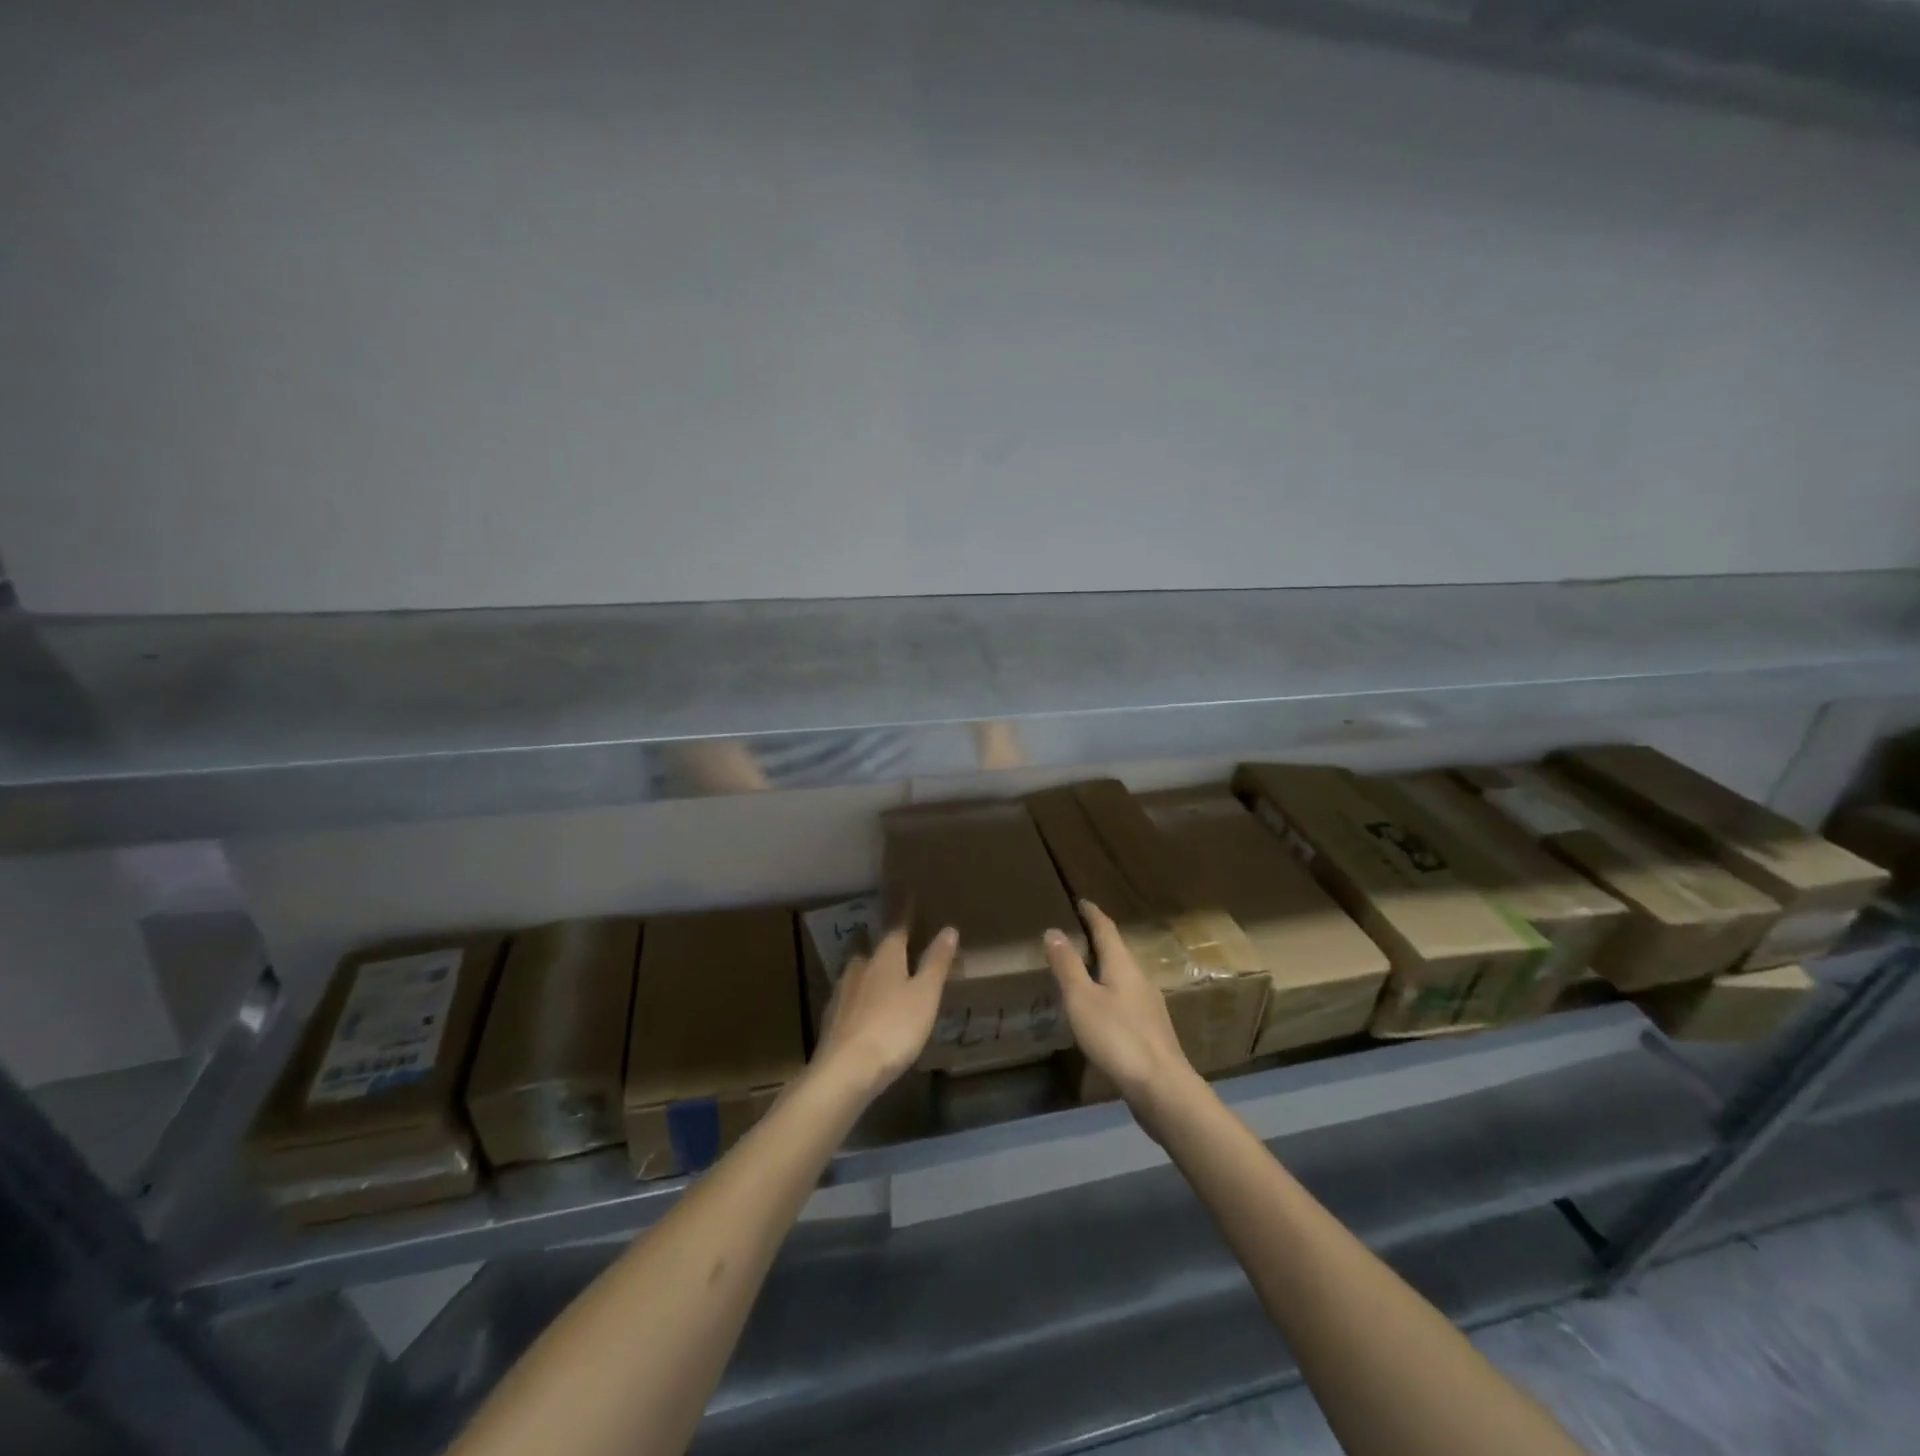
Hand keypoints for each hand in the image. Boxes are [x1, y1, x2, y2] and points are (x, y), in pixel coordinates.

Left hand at [815, 925, 956, 1096]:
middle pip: (870, 950)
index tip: (909, 901)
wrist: (846, 1070)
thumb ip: (936, 962)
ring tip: (878, 977)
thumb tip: (949, 929)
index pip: (897, 929)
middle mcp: (860, 968)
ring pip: (855, 973)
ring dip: (867, 972)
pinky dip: (857, 999)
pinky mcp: (831, 1020)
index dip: (905, 917)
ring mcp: (841, 994)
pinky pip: (848, 999)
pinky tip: (862, 1010)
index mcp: (885, 958)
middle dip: (881, 946)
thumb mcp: (925, 995)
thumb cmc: (894, 1027)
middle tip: (893, 944)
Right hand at [1046, 900, 1201, 1126]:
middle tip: (1077, 933)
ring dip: (1105, 967)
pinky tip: (1102, 1008)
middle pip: (1118, 951)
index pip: (1106, 929)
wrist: (1162, 1087)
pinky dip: (1110, 991)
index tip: (1081, 901)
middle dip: (1099, 940)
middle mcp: (1140, 978)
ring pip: (1124, 976)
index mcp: (1123, 965)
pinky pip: (1127, 998)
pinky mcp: (1152, 1030)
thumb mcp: (1082, 999)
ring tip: (1084, 969)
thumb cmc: (1117, 1037)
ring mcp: (1150, 1005)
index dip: (1092, 914)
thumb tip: (1054, 930)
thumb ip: (1067, 965)